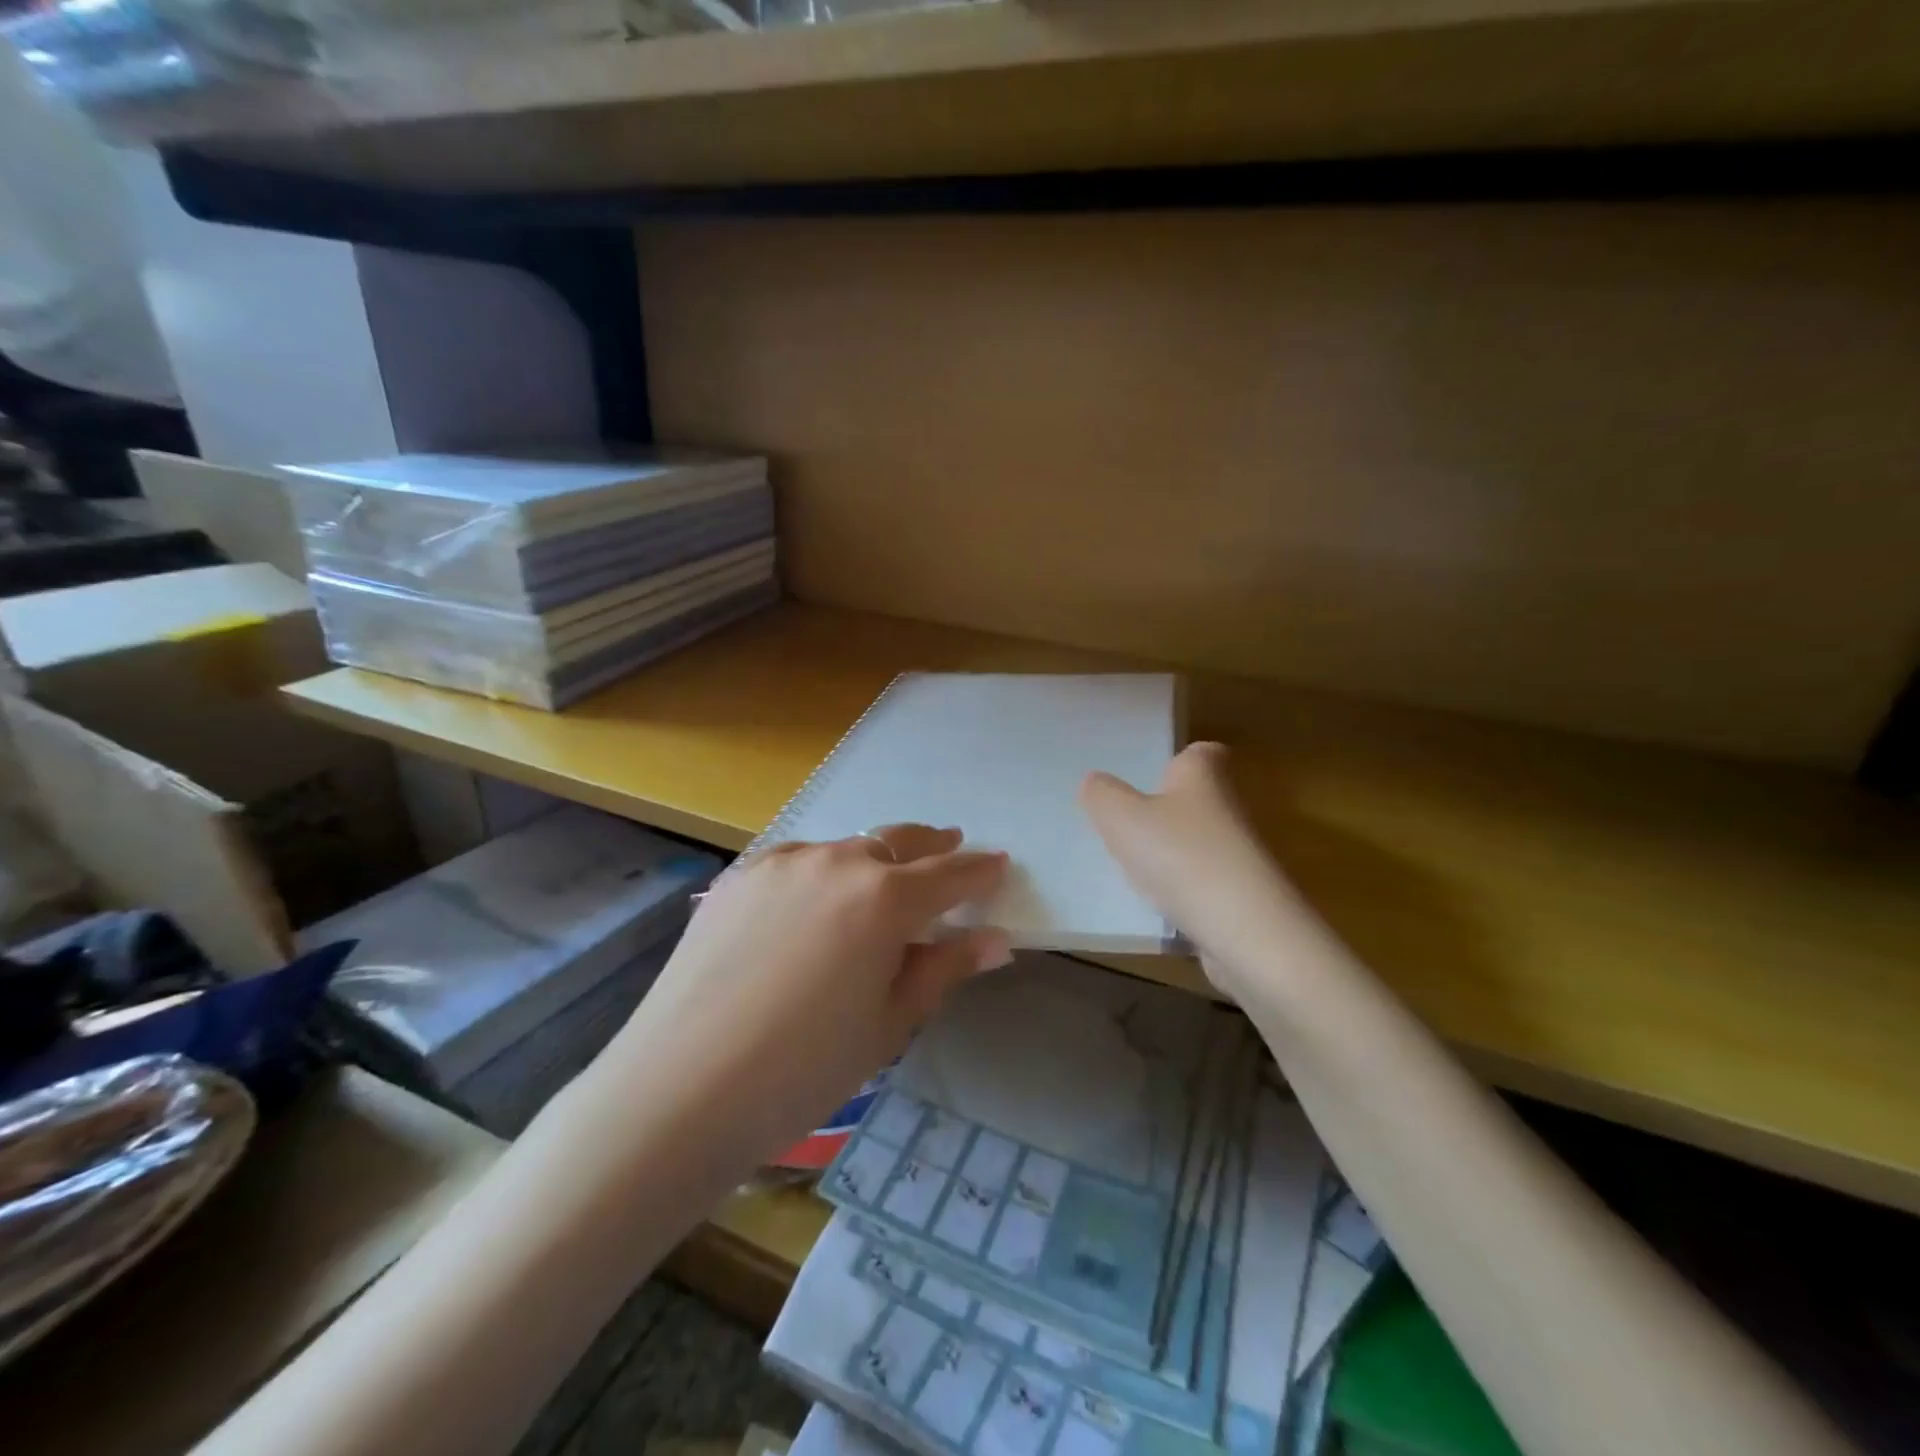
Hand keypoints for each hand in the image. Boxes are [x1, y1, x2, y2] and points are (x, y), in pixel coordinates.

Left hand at [610, 825, 1010, 1165]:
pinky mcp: (739, 877)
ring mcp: (782, 863)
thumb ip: (943, 968)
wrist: (681, 1088)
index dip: (979, 871)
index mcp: (884, 899)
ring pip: (844, 849)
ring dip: (873, 859)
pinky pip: (797, 860)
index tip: (999, 864)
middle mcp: (836, 863)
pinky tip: (814, 900)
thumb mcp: (889, 1024)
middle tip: (952, 846)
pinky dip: (822, 871)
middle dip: (931, 845)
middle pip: (898, 842)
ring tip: (882, 880)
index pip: (949, 875)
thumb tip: (995, 940)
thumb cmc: (805, 1070)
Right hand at [1081, 742, 1313, 997]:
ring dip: (1173, 854)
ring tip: (1134, 869)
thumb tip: (1094, 782)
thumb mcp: (1121, 818)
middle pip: (1199, 799)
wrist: (1245, 930)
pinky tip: (1158, 906)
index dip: (1176, 761)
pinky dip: (1184, 891)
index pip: (1201, 752)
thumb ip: (1101, 795)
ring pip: (1201, 843)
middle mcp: (1231, 806)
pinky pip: (1206, 883)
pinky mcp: (1245, 895)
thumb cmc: (1180, 856)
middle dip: (1168, 811)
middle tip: (1127, 825)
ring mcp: (1242, 853)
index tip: (1150, 777)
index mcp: (1204, 775)